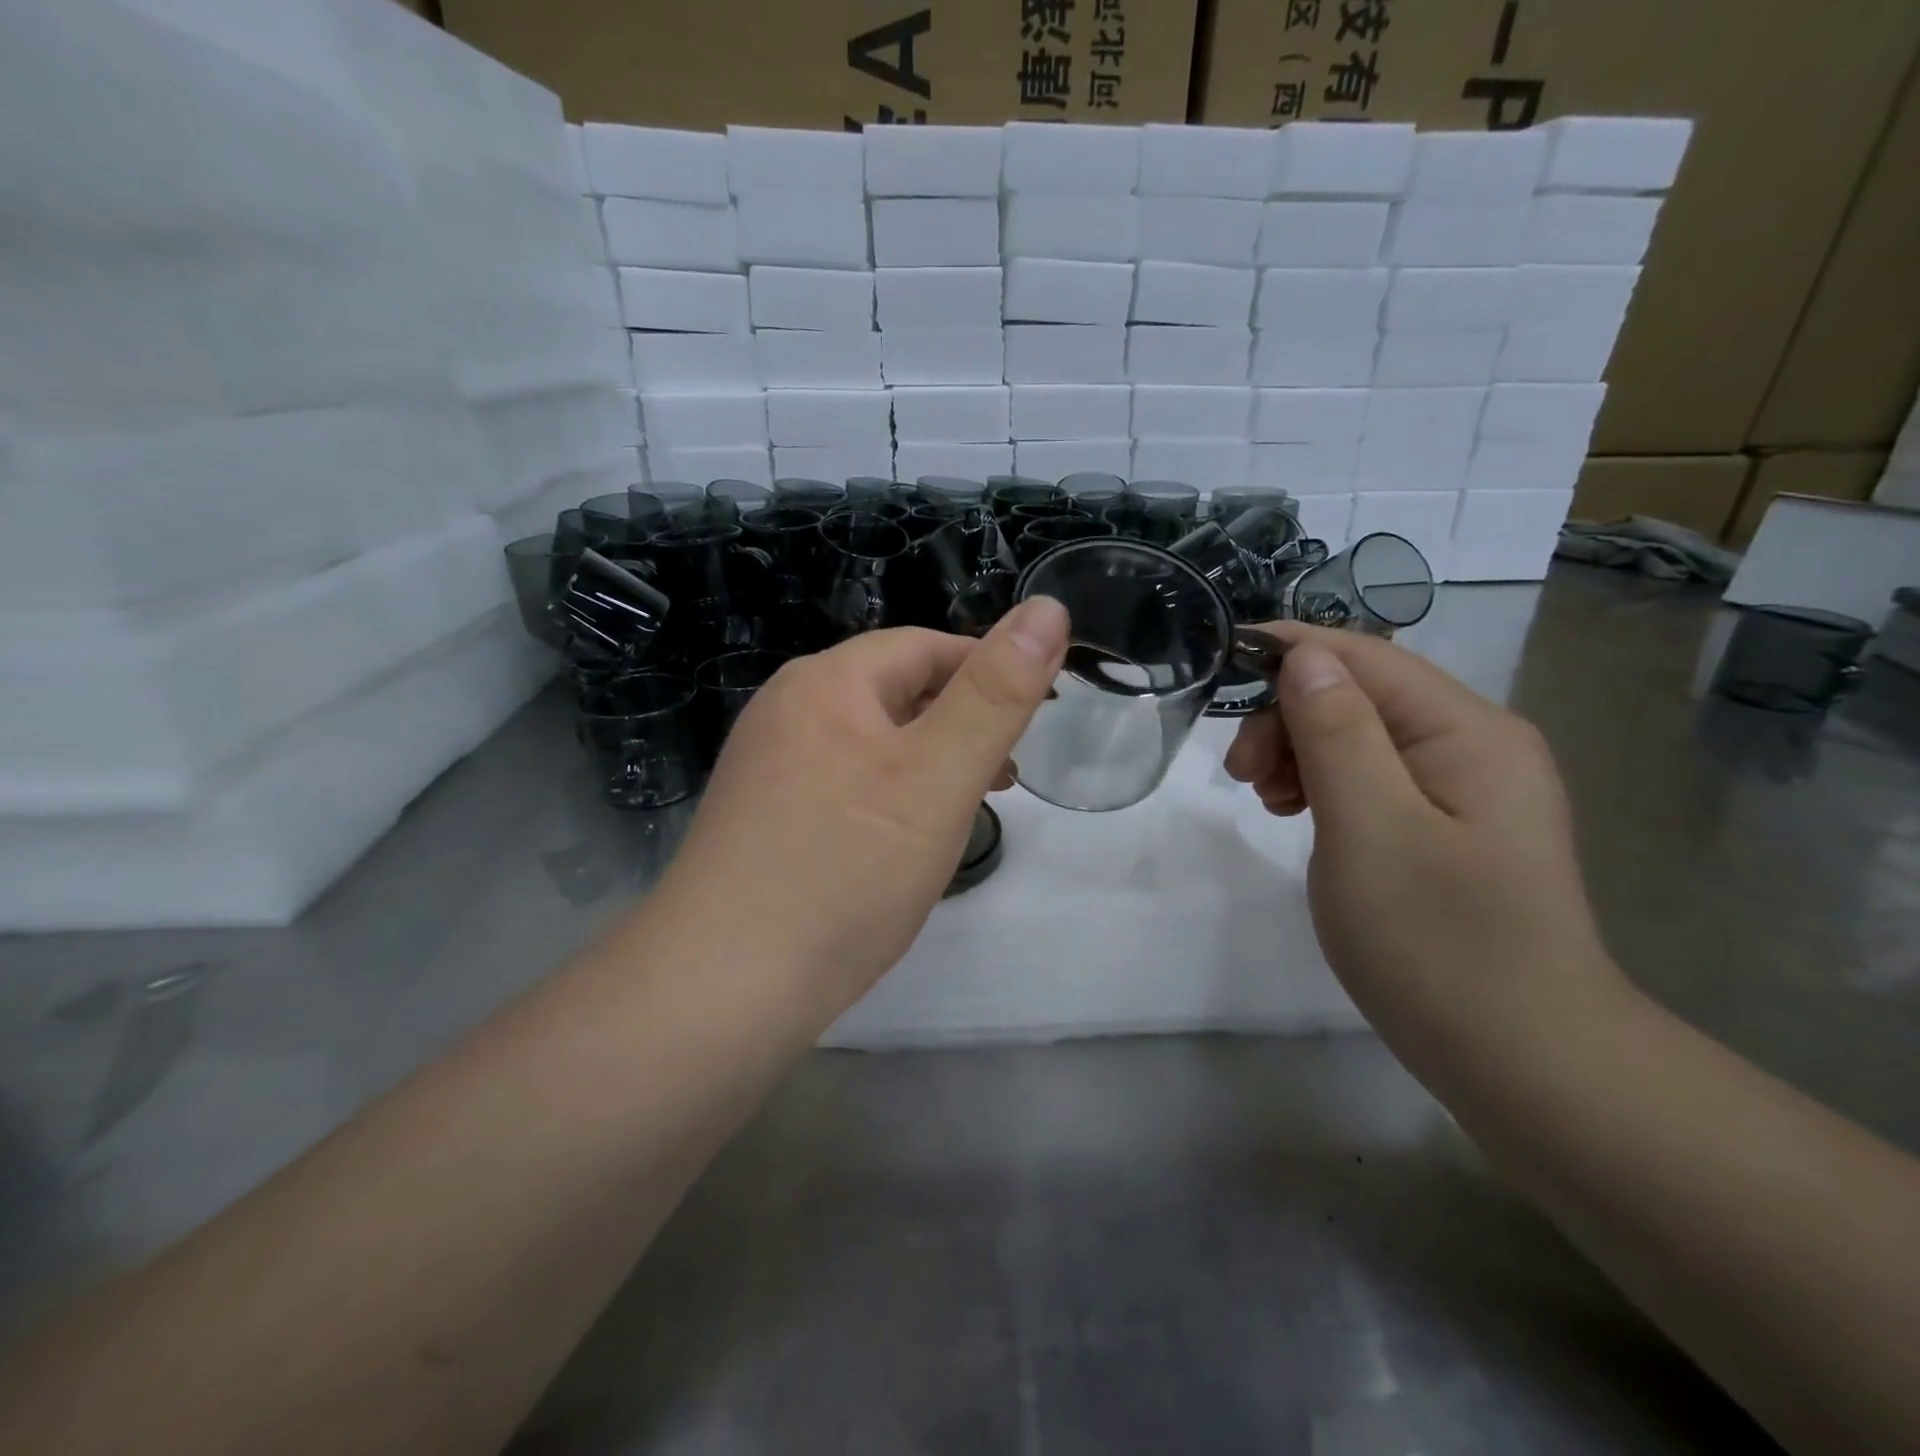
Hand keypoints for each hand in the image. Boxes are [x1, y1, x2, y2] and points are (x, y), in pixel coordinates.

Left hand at [657, 599, 1068, 1020]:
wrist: (721, 988)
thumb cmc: (846, 872)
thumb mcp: (938, 777)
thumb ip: (996, 694)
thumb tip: (1048, 608)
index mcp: (826, 683)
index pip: (925, 647)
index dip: (988, 671)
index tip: (1035, 715)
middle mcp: (786, 711)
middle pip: (893, 692)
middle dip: (959, 722)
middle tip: (1006, 775)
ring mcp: (766, 766)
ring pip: (869, 743)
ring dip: (925, 762)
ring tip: (966, 809)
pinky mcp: (761, 818)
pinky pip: (840, 784)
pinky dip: (886, 796)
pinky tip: (901, 842)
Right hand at [1225, 624, 1623, 1071]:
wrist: (1526, 1062)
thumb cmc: (1438, 943)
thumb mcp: (1369, 828)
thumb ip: (1336, 733)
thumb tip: (1304, 656)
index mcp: (1467, 731)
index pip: (1365, 657)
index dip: (1289, 651)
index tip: (1220, 669)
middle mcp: (1476, 744)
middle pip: (1362, 694)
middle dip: (1289, 718)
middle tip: (1240, 777)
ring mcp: (1467, 789)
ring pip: (1362, 736)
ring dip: (1301, 753)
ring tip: (1268, 804)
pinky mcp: (1451, 827)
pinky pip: (1375, 778)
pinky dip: (1326, 786)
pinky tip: (1301, 818)